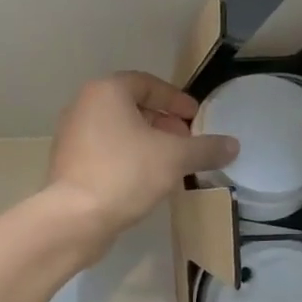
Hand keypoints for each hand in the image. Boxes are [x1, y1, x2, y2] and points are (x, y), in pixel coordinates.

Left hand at [47, 72, 238, 249]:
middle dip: (163, 122)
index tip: (195, 118)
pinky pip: (105, 151)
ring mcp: (72, 135)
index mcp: (106, 92)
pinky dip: (128, 157)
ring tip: (170, 163)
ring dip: (147, 142)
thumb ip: (205, 148)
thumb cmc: (126, 173)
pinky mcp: (68, 163)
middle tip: (186, 141)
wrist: (75, 218)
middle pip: (131, 106)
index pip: (148, 84)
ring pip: (118, 130)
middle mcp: (84, 106)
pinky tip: (146, 180)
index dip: (176, 100)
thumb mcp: (175, 158)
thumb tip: (233, 145)